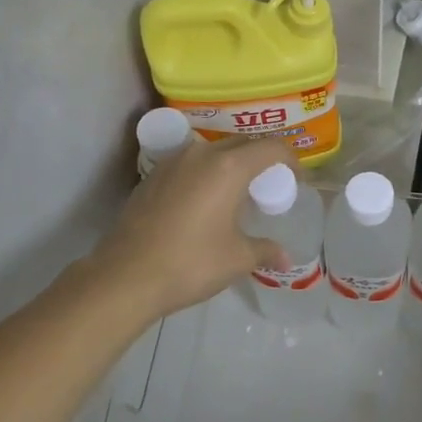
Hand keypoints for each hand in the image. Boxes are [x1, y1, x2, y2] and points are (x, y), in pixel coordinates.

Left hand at [91, 138, 288, 318]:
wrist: (125, 277)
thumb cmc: (191, 263)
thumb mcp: (237, 259)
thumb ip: (265, 250)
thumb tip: (285, 259)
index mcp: (229, 167)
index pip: (271, 147)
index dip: (290, 160)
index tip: (296, 179)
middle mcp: (201, 155)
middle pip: (242, 144)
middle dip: (261, 160)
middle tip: (269, 187)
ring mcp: (172, 163)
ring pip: (212, 152)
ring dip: (231, 165)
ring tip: (237, 194)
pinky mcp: (151, 177)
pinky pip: (189, 166)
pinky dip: (205, 175)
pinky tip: (204, 204)